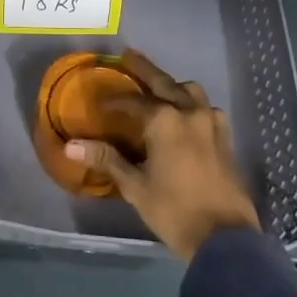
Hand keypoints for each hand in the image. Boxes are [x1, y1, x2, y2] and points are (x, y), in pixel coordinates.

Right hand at [66, 49, 260, 261]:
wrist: (225, 240)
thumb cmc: (174, 211)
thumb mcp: (135, 186)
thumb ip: (106, 159)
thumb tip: (71, 146)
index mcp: (164, 120)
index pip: (132, 101)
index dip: (114, 101)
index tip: (99, 104)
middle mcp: (190, 112)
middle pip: (164, 83)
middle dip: (144, 69)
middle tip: (128, 55)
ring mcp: (212, 124)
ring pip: (191, 92)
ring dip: (174, 86)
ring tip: (160, 89)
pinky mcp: (225, 139)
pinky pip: (207, 110)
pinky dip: (193, 105)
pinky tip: (187, 117)